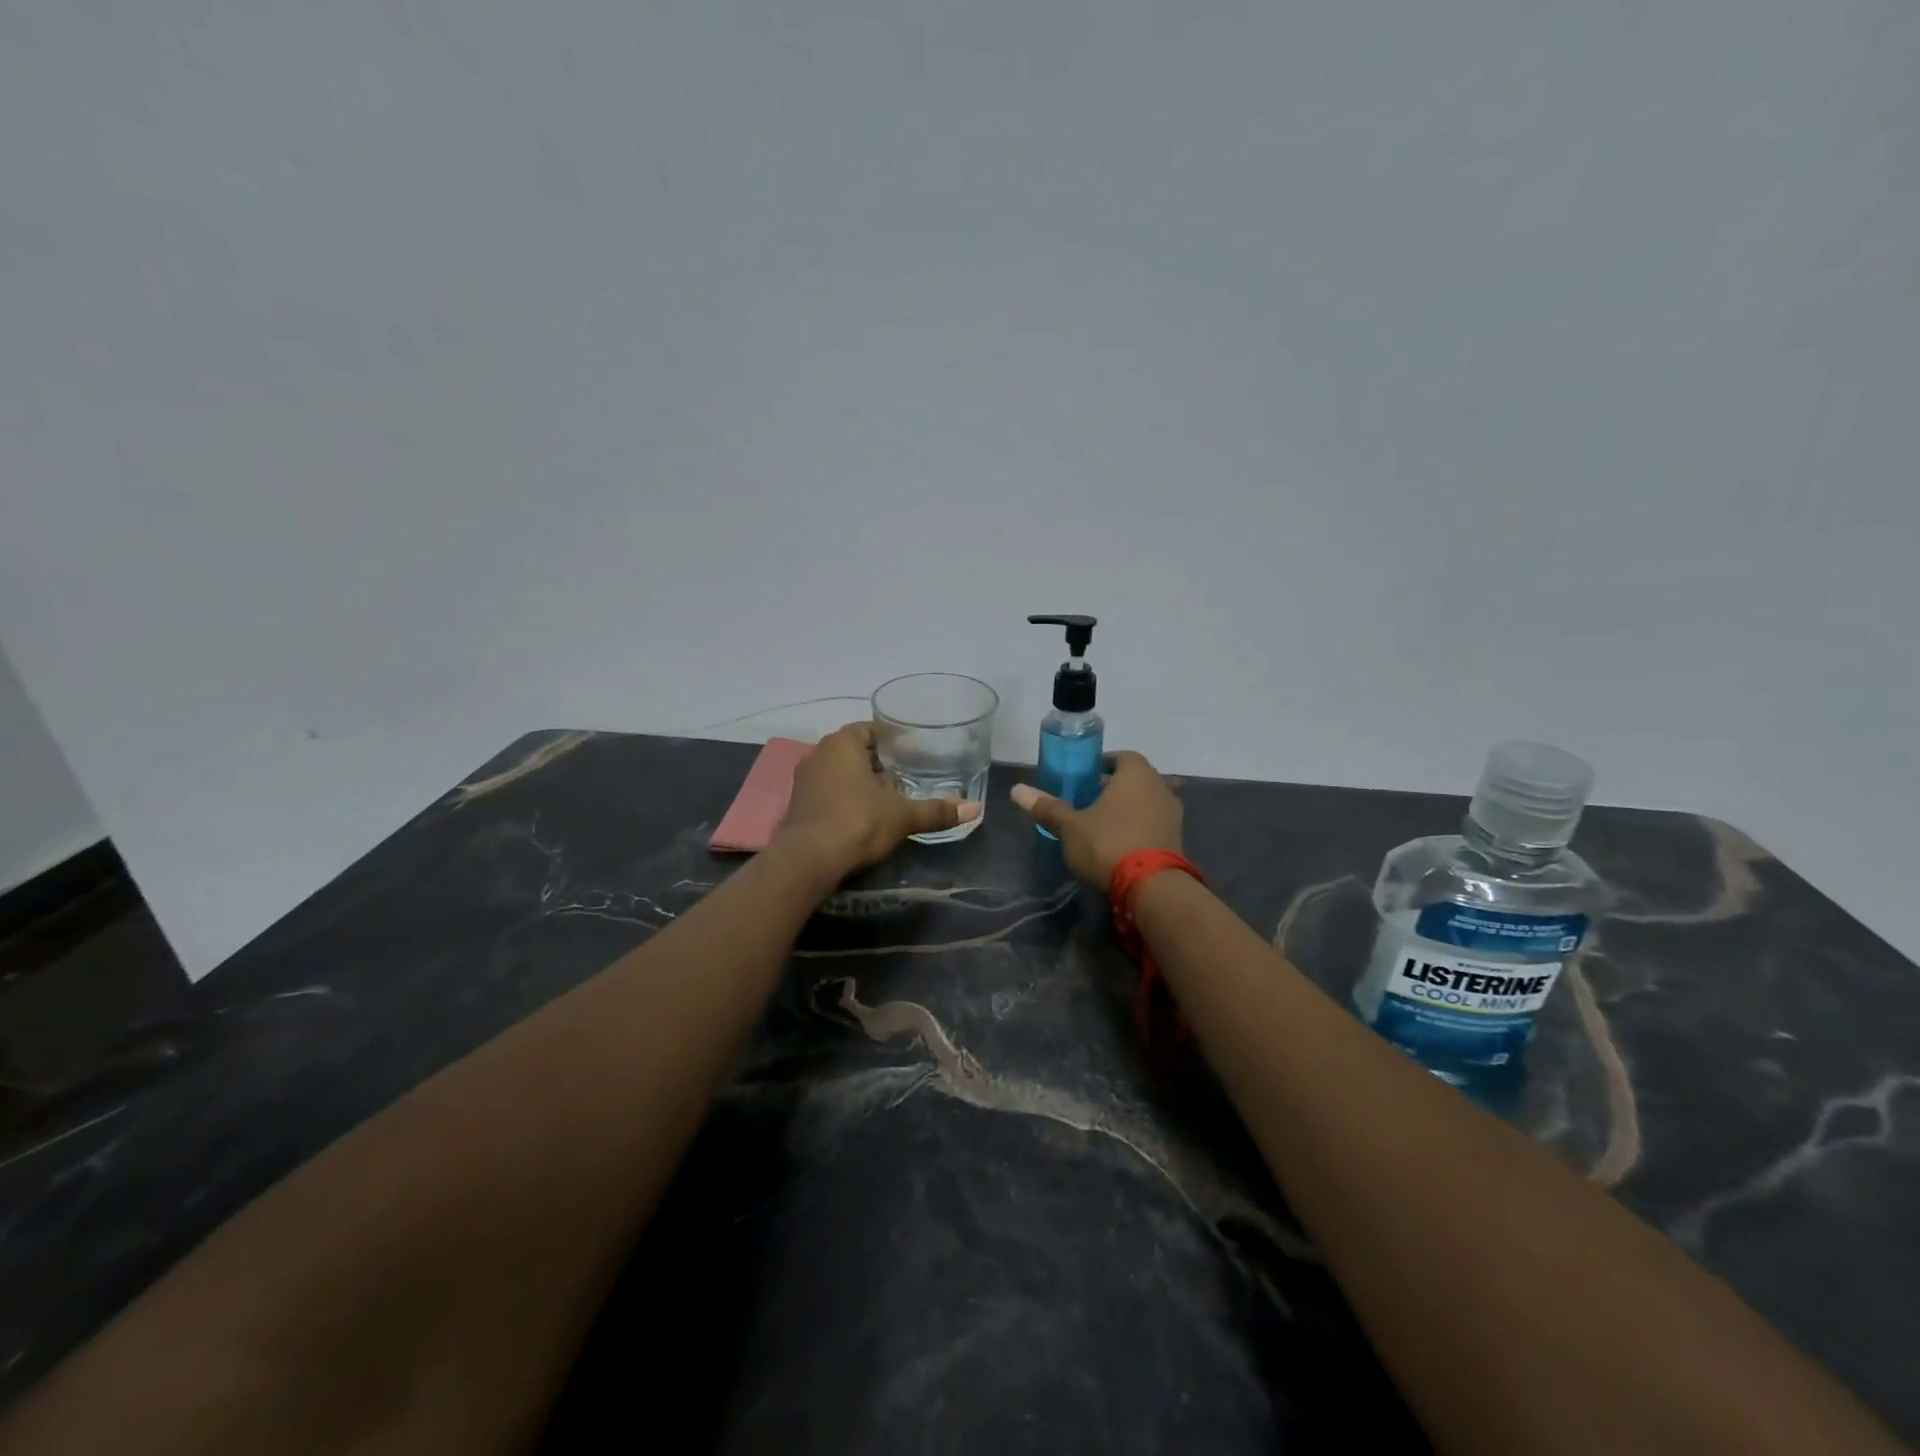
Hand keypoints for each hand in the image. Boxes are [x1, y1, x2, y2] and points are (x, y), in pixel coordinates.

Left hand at [774, 721, 980, 878]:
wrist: (808, 860)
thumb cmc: (858, 822)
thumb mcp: (903, 816)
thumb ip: (937, 810)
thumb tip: (975, 809)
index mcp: (842, 743)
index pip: (869, 729)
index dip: (891, 739)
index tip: (911, 751)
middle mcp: (818, 753)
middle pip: (854, 750)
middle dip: (878, 761)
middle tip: (906, 774)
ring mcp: (804, 779)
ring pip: (839, 771)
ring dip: (860, 780)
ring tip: (888, 795)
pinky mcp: (797, 805)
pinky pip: (827, 791)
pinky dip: (844, 797)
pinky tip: (863, 814)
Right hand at [1009, 750, 1183, 888]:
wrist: (1152, 887)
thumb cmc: (1108, 843)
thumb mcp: (1070, 826)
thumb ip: (1047, 807)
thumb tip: (1016, 790)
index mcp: (1136, 774)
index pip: (1121, 756)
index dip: (1103, 763)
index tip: (1085, 775)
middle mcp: (1160, 787)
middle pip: (1135, 779)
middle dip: (1113, 787)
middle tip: (1088, 800)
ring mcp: (1173, 814)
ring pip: (1146, 802)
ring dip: (1127, 808)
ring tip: (1101, 823)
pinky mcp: (1177, 839)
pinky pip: (1153, 824)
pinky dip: (1138, 827)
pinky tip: (1119, 844)